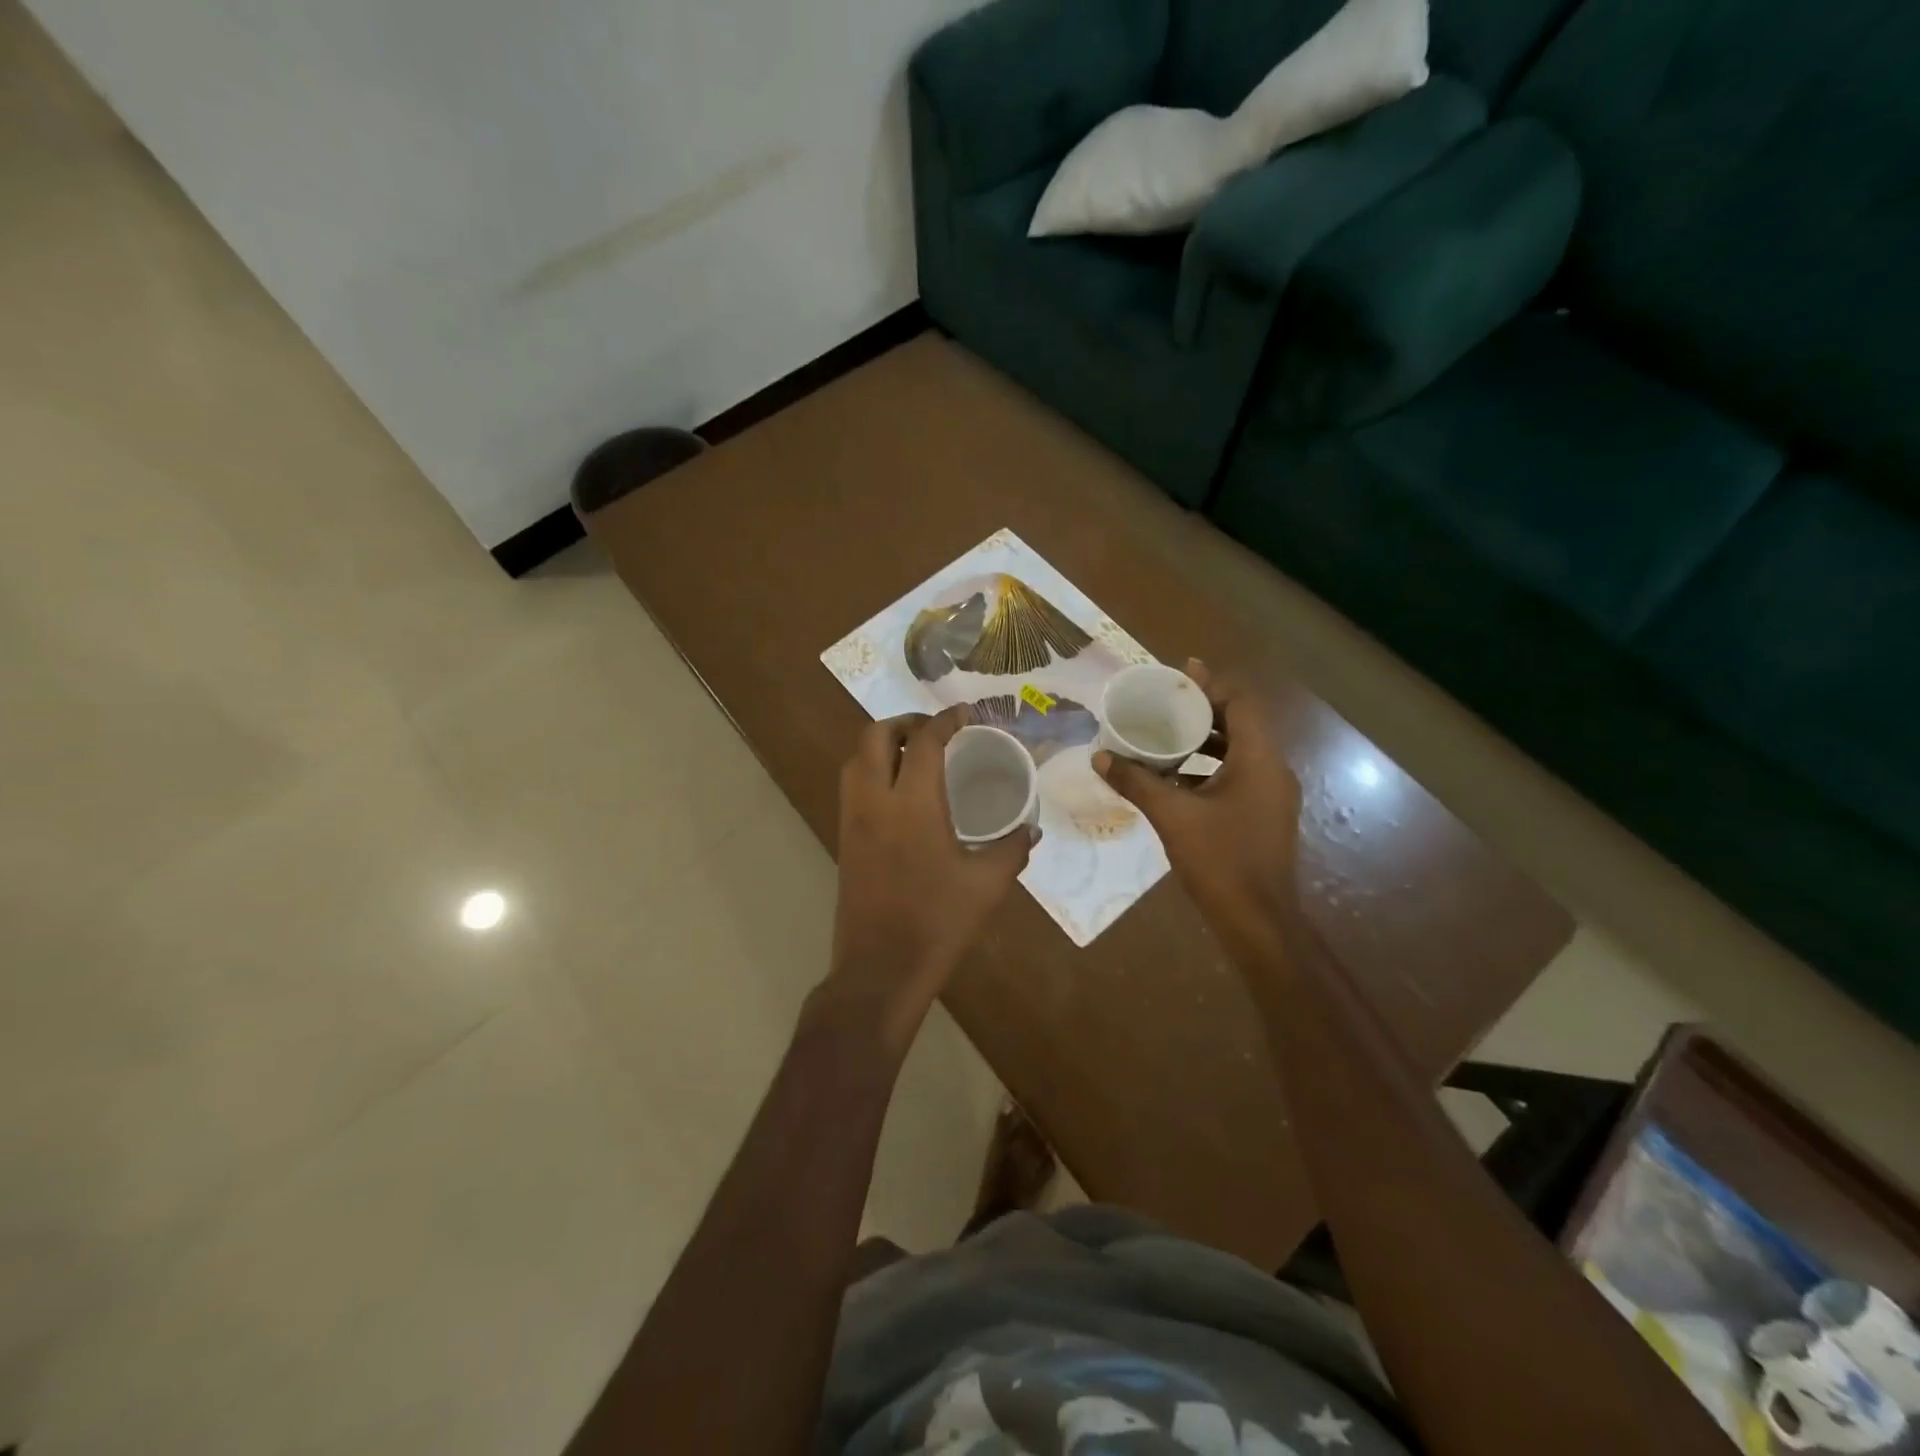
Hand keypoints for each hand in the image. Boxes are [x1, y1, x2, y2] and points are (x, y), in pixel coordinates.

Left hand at [823, 706, 1034, 1051]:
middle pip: (875, 736)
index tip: (965, 714)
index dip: (945, 720)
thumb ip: (1012, 849)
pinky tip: (900, 792)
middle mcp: (874, 801)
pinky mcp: (844, 840)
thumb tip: (1031, 828)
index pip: (924, 742)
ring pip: (856, 759)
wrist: (879, 969)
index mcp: (912, 804)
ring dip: (882, 744)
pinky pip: (853, 786)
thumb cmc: (937, 923)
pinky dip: (872, 770)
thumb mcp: (987, 885)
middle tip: (935, 731)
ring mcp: (852, 820)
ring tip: (915, 754)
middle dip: (904, 722)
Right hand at [1093, 659, 1302, 959]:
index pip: (1242, 703)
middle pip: (1241, 723)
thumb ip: (1137, 782)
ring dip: (1204, 740)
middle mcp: (1273, 770)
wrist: (1258, 921)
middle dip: (1202, 711)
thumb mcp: (1172, 817)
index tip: (1178, 676)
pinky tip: (1175, 777)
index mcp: (1259, 760)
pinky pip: (1238, 774)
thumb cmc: (1220, 861)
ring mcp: (1272, 795)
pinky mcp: (1264, 814)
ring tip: (1163, 735)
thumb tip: (1099, 757)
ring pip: (1239, 751)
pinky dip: (1210, 767)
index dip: (1211, 685)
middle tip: (1163, 703)